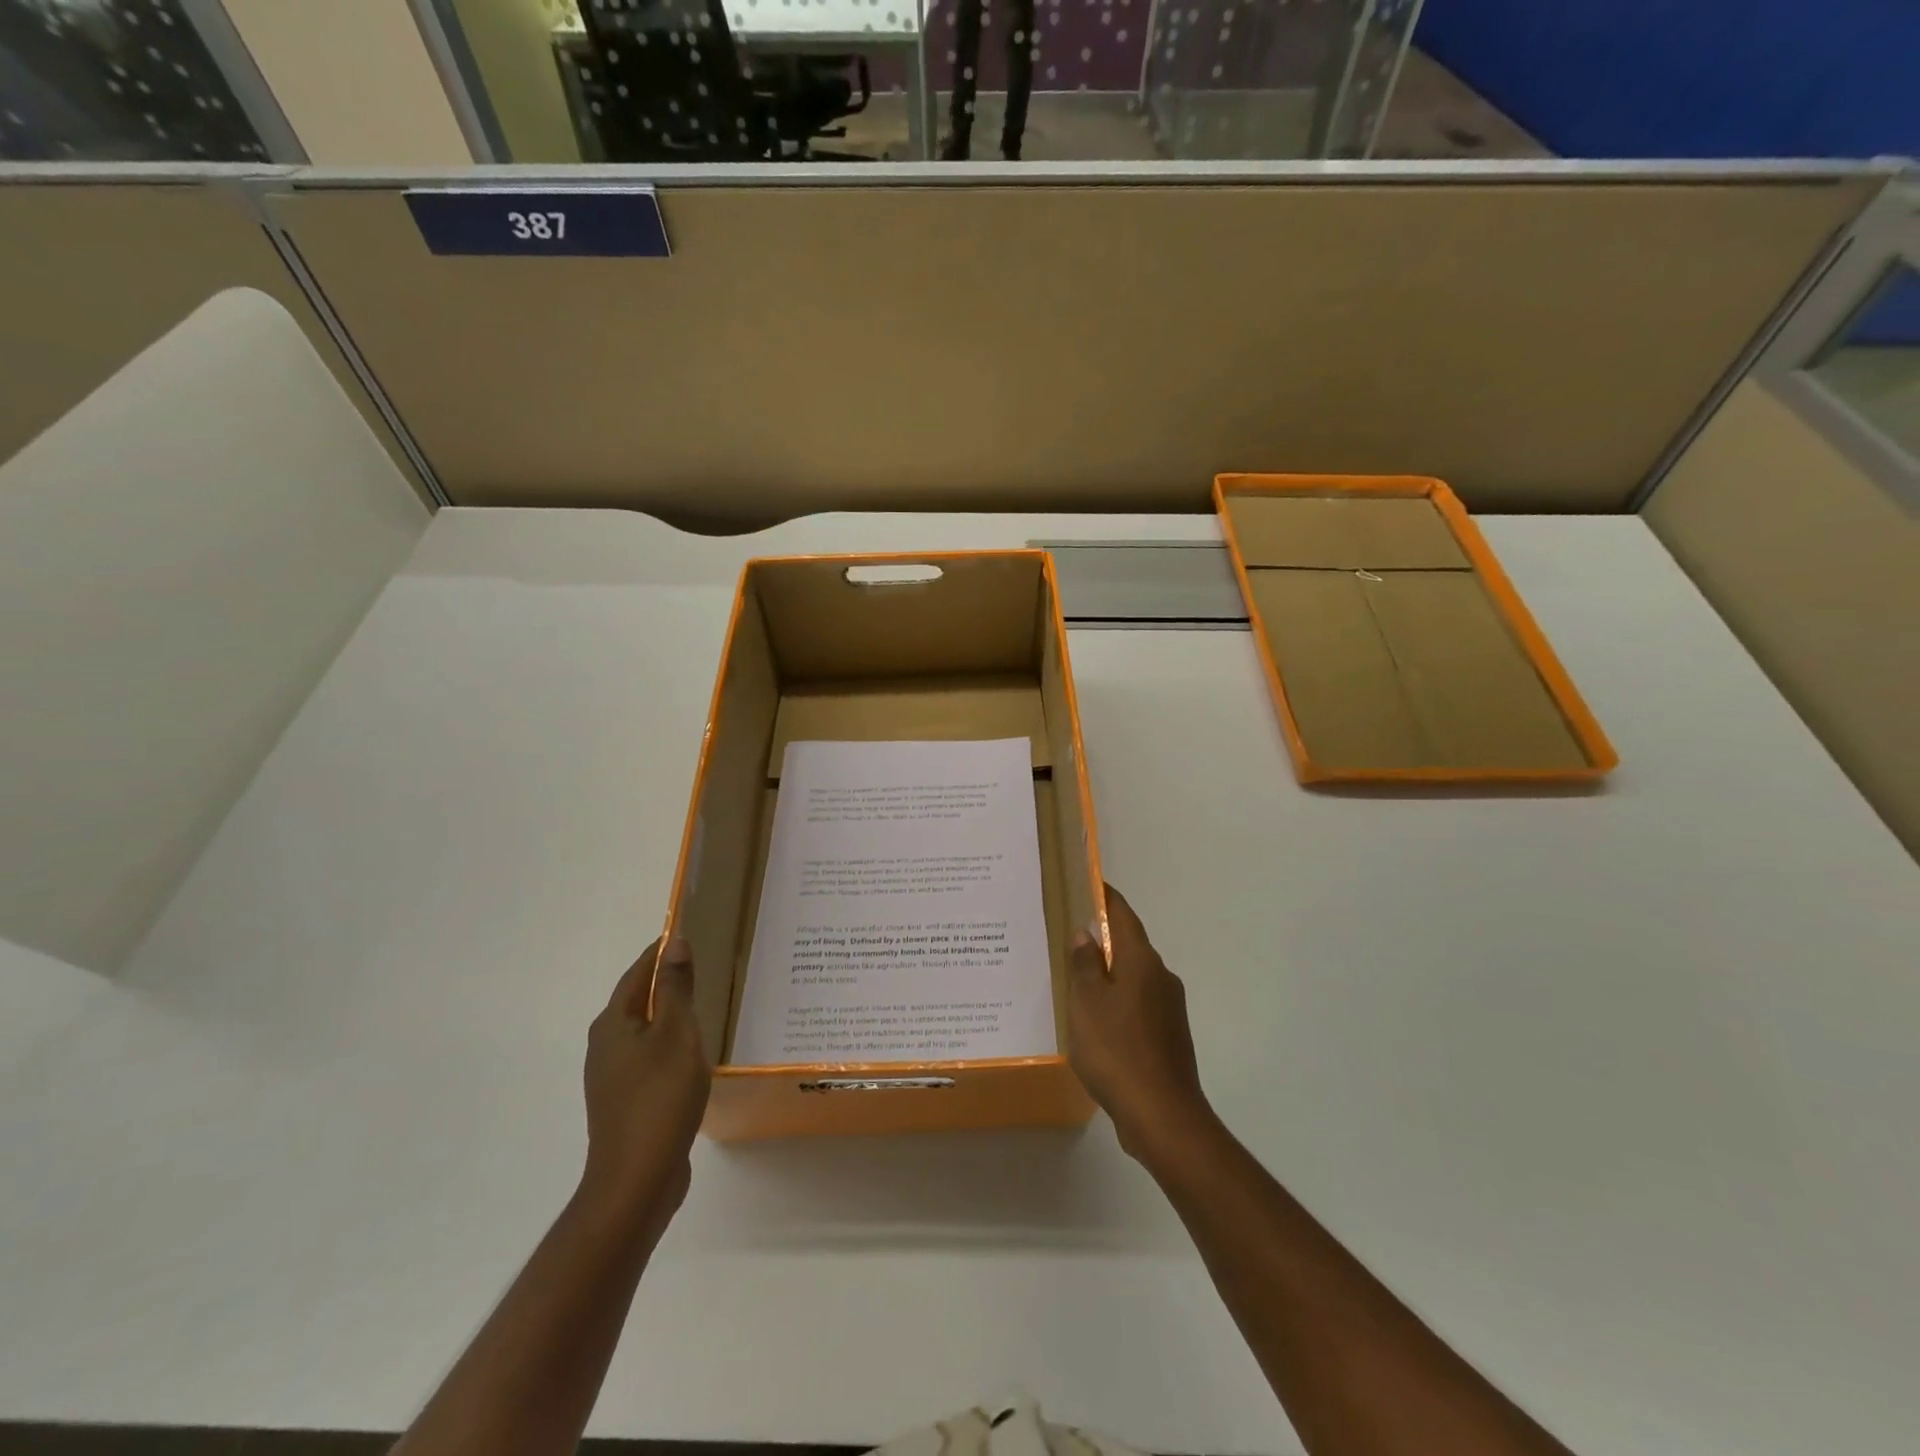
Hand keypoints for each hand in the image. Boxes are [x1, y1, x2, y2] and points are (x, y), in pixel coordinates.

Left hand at [579, 937, 711, 1227]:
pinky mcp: (624, 1103)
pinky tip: (691, 1055)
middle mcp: (604, 1045)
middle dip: (664, 981)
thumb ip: (676, 989)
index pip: (637, 973)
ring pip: (642, 1031)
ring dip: (667, 1015)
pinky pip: (647, 1058)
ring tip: (703, 1005)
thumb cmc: (659, 1098)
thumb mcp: (677, 1034)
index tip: (686, 933)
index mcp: (613, 1023)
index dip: (660, 952)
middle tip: (702, 966)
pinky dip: (668, 1044)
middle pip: (636, 1001)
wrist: (636, 1181)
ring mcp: (611, 1077)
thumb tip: (674, 942)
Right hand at [1068, 885, 1211, 1160]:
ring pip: (1134, 978)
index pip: (1123, 915)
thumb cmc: (1116, 1050)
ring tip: (1076, 981)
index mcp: (1141, 962)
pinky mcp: (1169, 1036)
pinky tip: (1096, 1022)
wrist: (1162, 1115)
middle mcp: (1161, 977)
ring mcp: (1169, 1008)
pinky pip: (1138, 1005)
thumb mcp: (1086, 1003)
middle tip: (1068, 938)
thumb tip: (1087, 933)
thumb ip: (1085, 965)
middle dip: (1103, 940)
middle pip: (1130, 946)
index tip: (1089, 884)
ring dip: (1109, 975)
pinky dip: (1117, 1002)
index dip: (1106, 898)